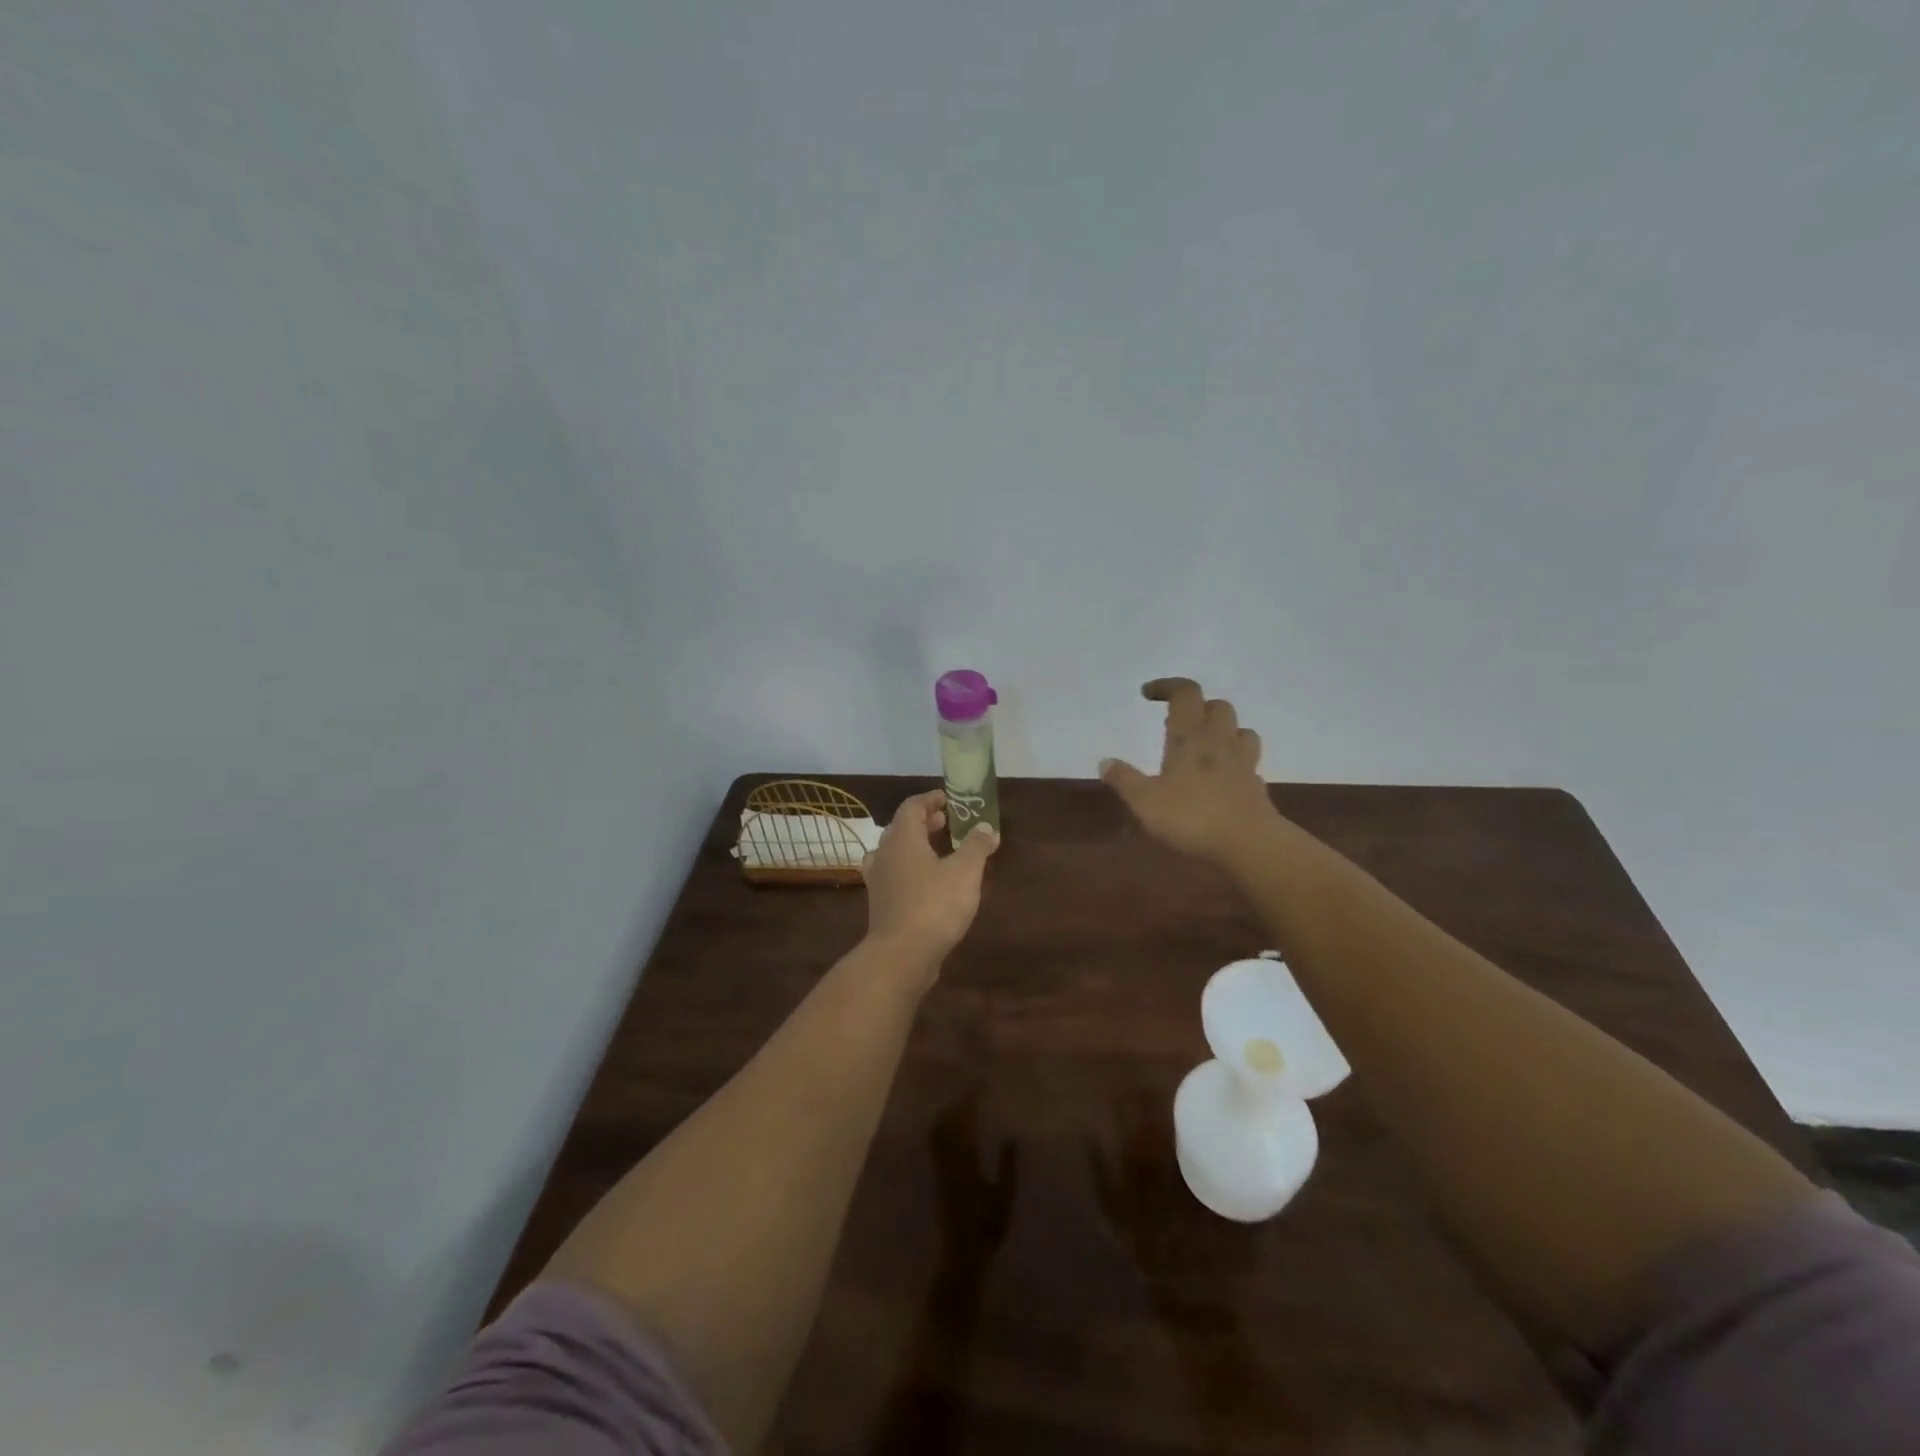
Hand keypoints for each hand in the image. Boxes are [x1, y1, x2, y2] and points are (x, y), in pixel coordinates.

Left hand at [862, 789, 997, 964]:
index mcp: (902, 838)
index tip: (949, 800)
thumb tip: (986, 827)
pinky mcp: (880, 903)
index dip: (930, 800)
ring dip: (915, 847)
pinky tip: (927, 884)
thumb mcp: (965, 873)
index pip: (912, 807)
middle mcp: (884, 853)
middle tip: (947, 824)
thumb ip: (976, 846)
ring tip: (939, 852)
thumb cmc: (934, 906)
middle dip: (925, 823)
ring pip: (895, 852)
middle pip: (901, 828)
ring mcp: (878, 880)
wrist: (901, 956)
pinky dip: (910, 870)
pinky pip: (894, 875)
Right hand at [1100, 677, 1277, 864]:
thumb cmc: (1192, 817)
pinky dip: (1236, 760)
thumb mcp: (1145, 802)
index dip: (1167, 686)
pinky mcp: (1256, 785)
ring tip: (1205, 744)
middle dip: (1198, 706)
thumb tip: (1105, 761)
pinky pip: (1249, 761)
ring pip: (1240, 729)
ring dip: (1223, 730)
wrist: (1250, 844)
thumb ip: (1124, 779)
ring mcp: (1243, 762)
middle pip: (1218, 706)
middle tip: (1179, 721)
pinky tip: (1223, 776)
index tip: (1148, 694)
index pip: (1185, 694)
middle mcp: (1219, 741)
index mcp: (1190, 737)